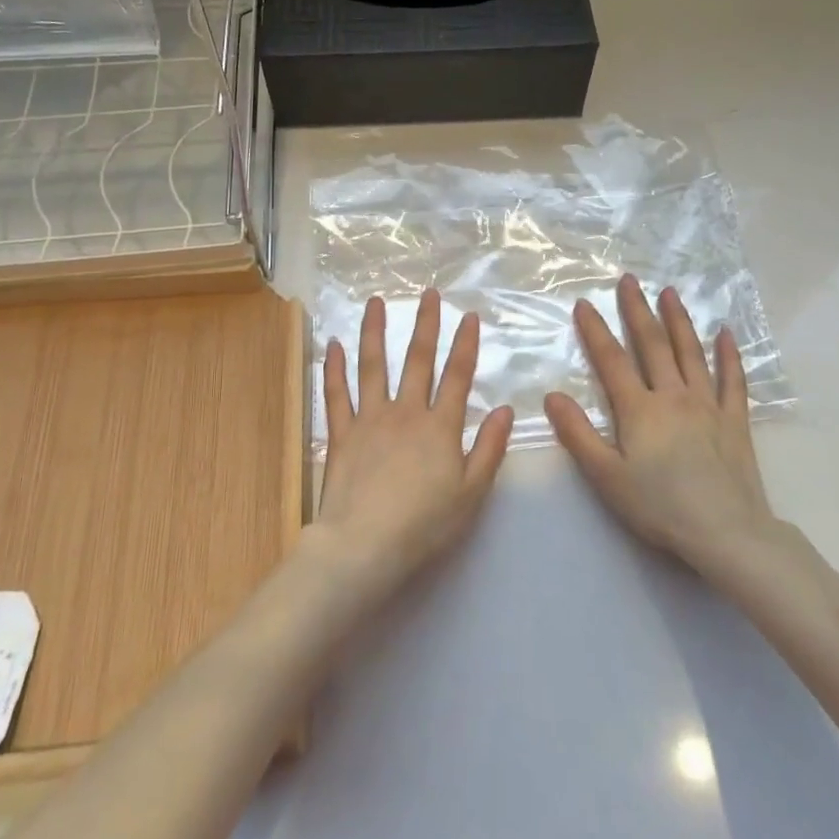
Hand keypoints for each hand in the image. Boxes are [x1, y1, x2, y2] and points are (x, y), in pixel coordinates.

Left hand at [307, 291, 514, 600]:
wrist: (364, 546)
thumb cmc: (424, 525)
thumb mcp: (471, 494)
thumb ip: (489, 449)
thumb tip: (505, 410)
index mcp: (440, 427)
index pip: (457, 376)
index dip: (465, 344)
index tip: (468, 315)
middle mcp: (405, 413)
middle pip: (417, 360)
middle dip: (425, 324)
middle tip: (428, 293)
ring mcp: (369, 419)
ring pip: (372, 366)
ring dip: (374, 331)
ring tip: (374, 301)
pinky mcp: (341, 434)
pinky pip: (336, 394)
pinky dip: (333, 368)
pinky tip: (333, 344)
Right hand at [545, 275, 776, 580]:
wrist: (726, 533)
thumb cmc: (659, 507)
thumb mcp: (606, 476)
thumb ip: (578, 434)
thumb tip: (553, 396)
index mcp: (640, 409)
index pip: (612, 360)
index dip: (596, 330)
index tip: (584, 303)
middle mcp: (673, 396)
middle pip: (652, 345)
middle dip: (637, 310)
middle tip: (628, 280)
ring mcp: (708, 405)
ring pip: (691, 353)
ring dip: (678, 320)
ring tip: (670, 292)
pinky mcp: (735, 420)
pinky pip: (732, 380)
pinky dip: (729, 355)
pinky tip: (726, 334)